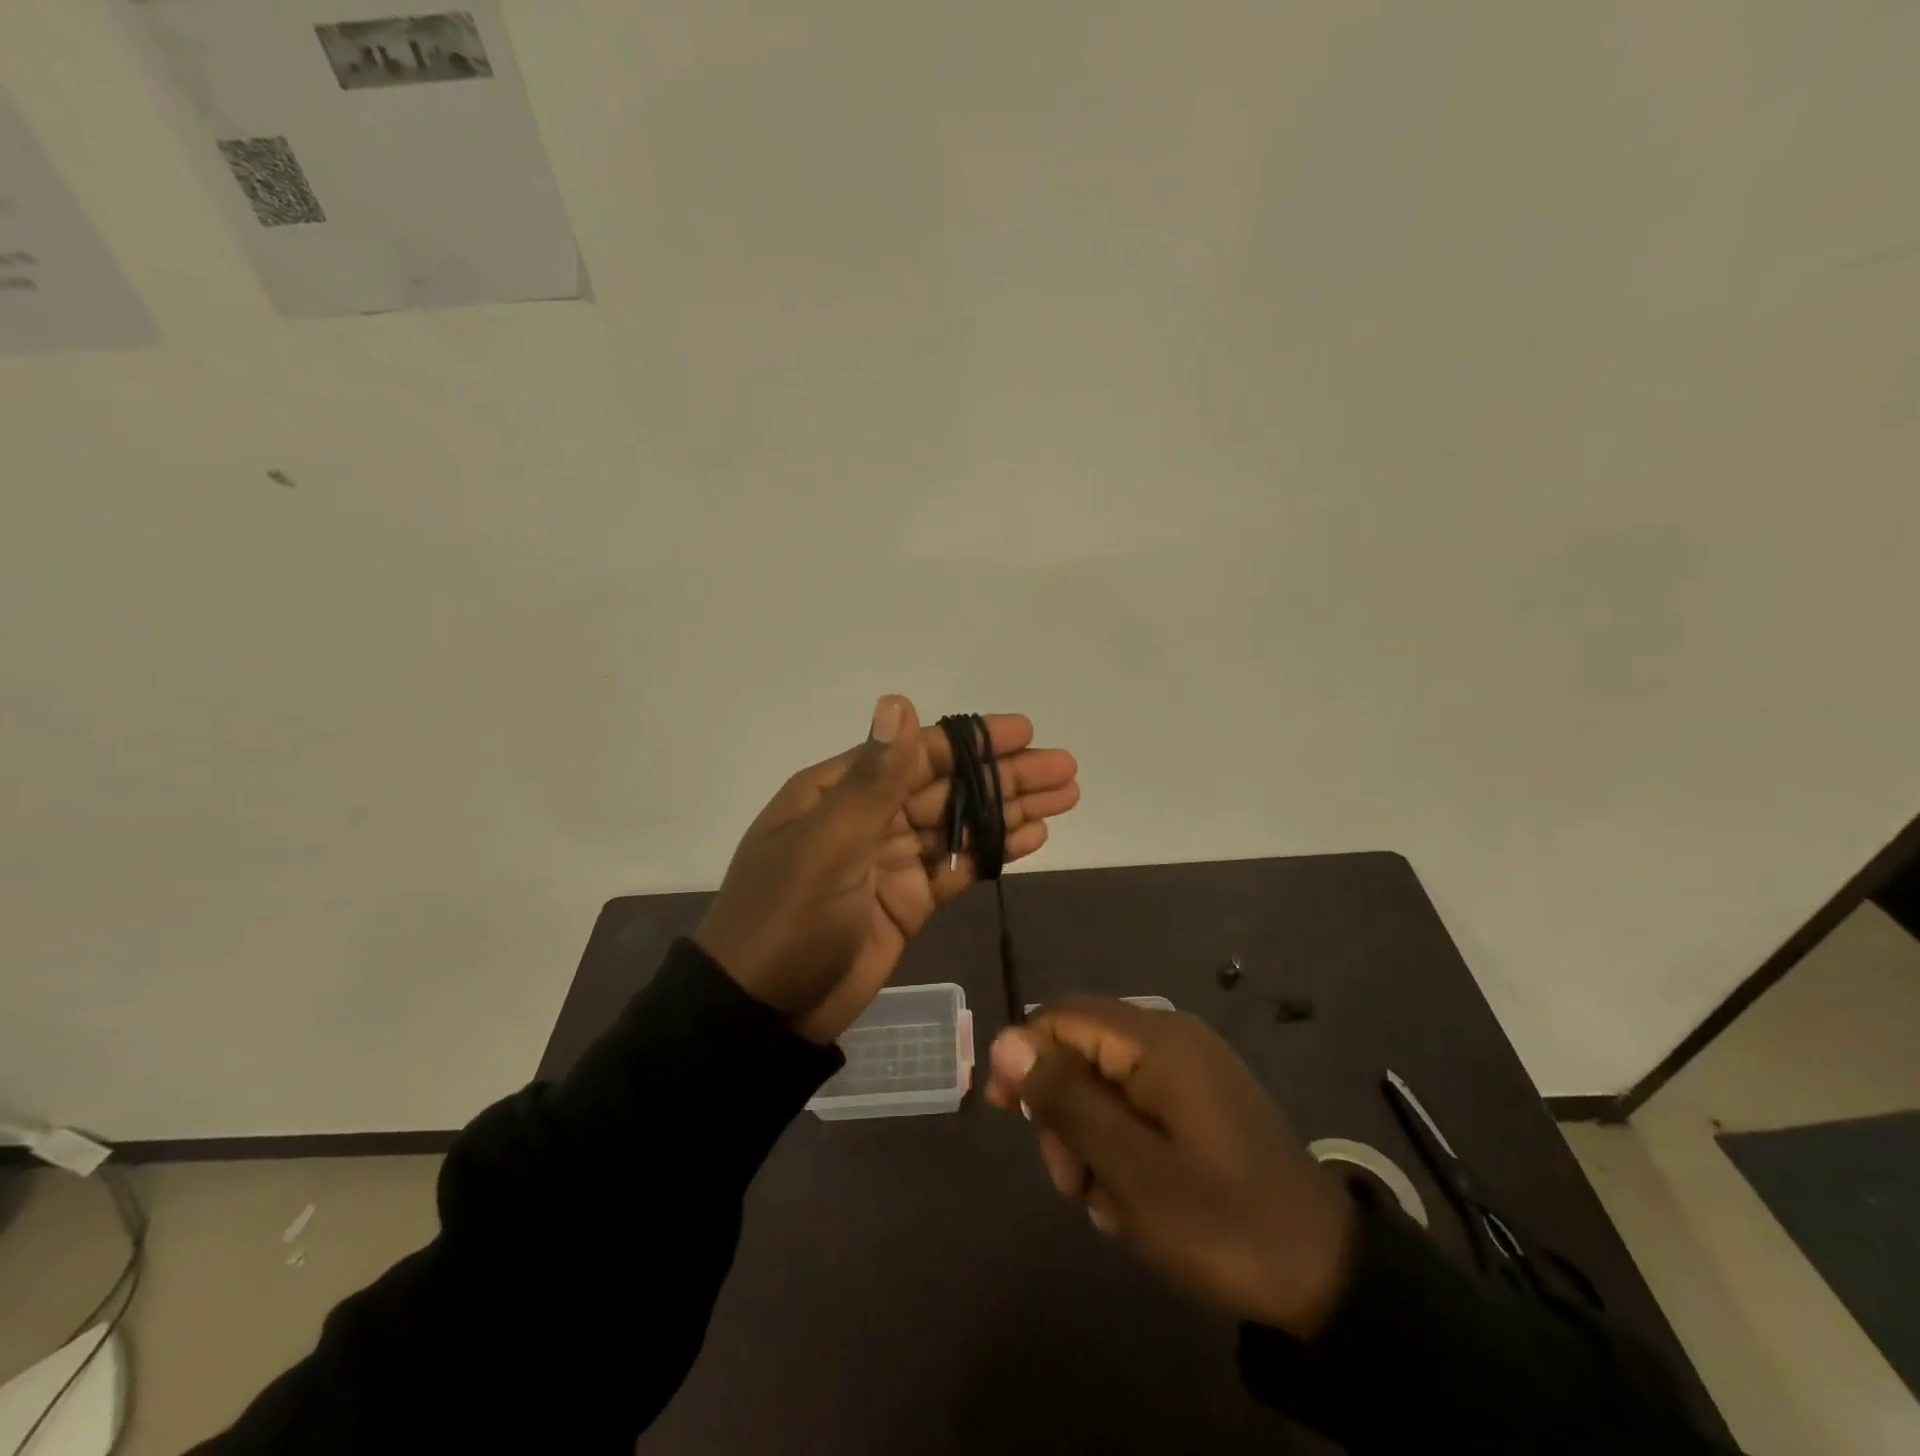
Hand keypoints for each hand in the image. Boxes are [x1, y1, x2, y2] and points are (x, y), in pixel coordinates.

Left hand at [695, 695, 1078, 1043]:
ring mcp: (889, 861)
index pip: (916, 752)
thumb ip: (875, 778)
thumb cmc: (788, 919)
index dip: (973, 741)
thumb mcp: (829, 843)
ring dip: (1009, 810)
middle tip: (1064, 768)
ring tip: (1065, 797)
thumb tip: (898, 700)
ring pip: (959, 825)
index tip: (1025, 733)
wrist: (763, 1014)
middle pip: (947, 786)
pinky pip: (957, 868)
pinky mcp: (907, 902)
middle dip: (1005, 776)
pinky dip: (992, 852)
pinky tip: (1031, 838)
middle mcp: (868, 817)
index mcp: (840, 791)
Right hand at [985, 998, 1356, 1336]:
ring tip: (1107, 1203)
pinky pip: (1136, 1104)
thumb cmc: (1220, 1220)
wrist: (1324, 1276)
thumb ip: (1065, 1097)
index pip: (1061, 1017)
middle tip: (1072, 1182)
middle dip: (1061, 1112)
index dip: (1022, 1055)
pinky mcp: (1200, 1099)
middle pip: (1081, 1050)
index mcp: (1155, 1039)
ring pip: (1104, 1082)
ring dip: (1089, 1139)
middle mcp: (1170, 1036)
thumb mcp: (1130, 1167)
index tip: (1002, 1112)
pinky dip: (1121, 1146)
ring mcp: (1189, 1067)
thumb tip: (1006, 1039)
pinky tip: (1134, 1197)